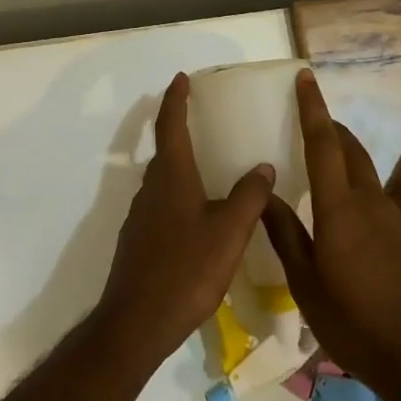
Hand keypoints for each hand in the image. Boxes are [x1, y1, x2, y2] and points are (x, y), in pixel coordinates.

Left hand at [95, 73, 276, 368]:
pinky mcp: (138, 240)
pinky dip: (178, 195)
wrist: (137, 323)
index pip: (171, 124)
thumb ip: (249, 196)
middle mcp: (151, 188)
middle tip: (204, 121)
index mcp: (172, 176)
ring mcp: (140, 215)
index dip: (176, 99)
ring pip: (163, 179)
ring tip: (208, 168)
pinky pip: (161, 204)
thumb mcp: (229, 232)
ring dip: (181, 165)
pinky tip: (197, 216)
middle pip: (165, 150)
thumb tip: (263, 166)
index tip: (181, 78)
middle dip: (180, 130)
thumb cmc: (186, 269)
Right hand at [261, 70, 400, 400]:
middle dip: (329, 126)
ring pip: (365, 170)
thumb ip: (285, 235)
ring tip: (320, 162)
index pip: (324, 144)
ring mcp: (393, 217)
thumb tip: (265, 194)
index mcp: (340, 209)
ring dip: (344, 155)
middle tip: (307, 119)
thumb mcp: (306, 285)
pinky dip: (356, 185)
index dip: (313, 108)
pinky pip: (377, 195)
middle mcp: (370, 202)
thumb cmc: (355, 324)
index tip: (305, 78)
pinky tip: (345, 212)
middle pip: (349, 148)